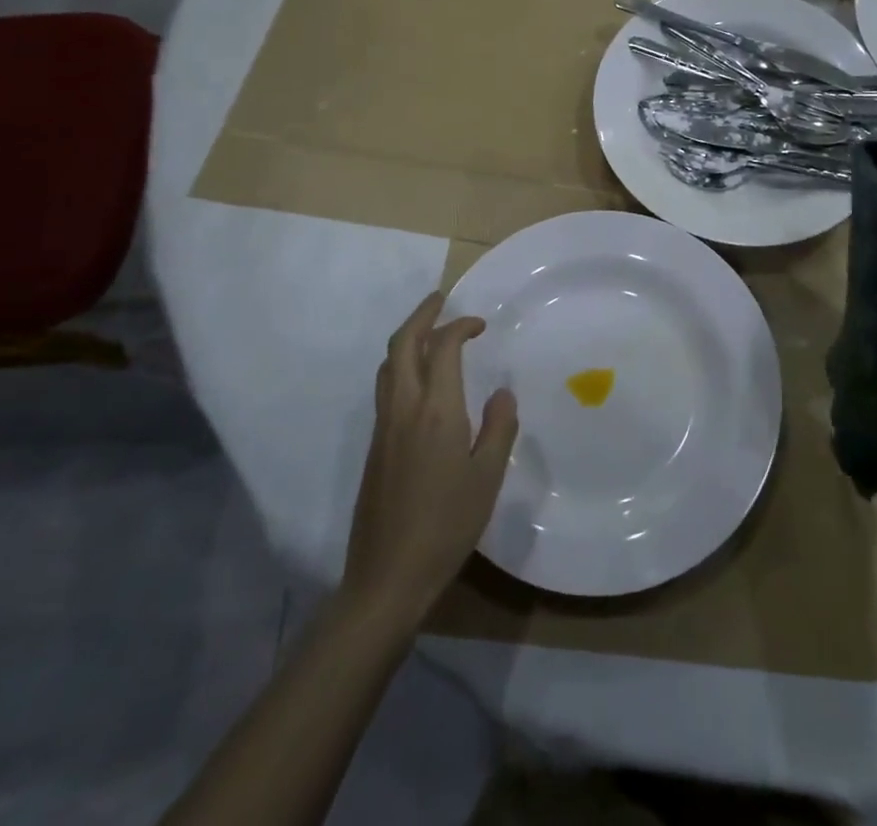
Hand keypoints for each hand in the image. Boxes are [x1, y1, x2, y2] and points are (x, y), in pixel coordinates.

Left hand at [340, 292, 517, 629]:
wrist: (387, 577)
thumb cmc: (446, 526)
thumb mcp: (488, 477)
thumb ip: (499, 428)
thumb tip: (501, 393)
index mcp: (436, 411)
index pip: (443, 348)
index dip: (461, 326)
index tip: (480, 323)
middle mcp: (403, 408)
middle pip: (402, 344)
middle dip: (422, 315)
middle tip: (441, 299)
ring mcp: (383, 427)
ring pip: (388, 365)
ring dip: (407, 338)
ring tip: (430, 332)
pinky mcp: (374, 446)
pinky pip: (385, 387)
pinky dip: (401, 364)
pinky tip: (419, 380)